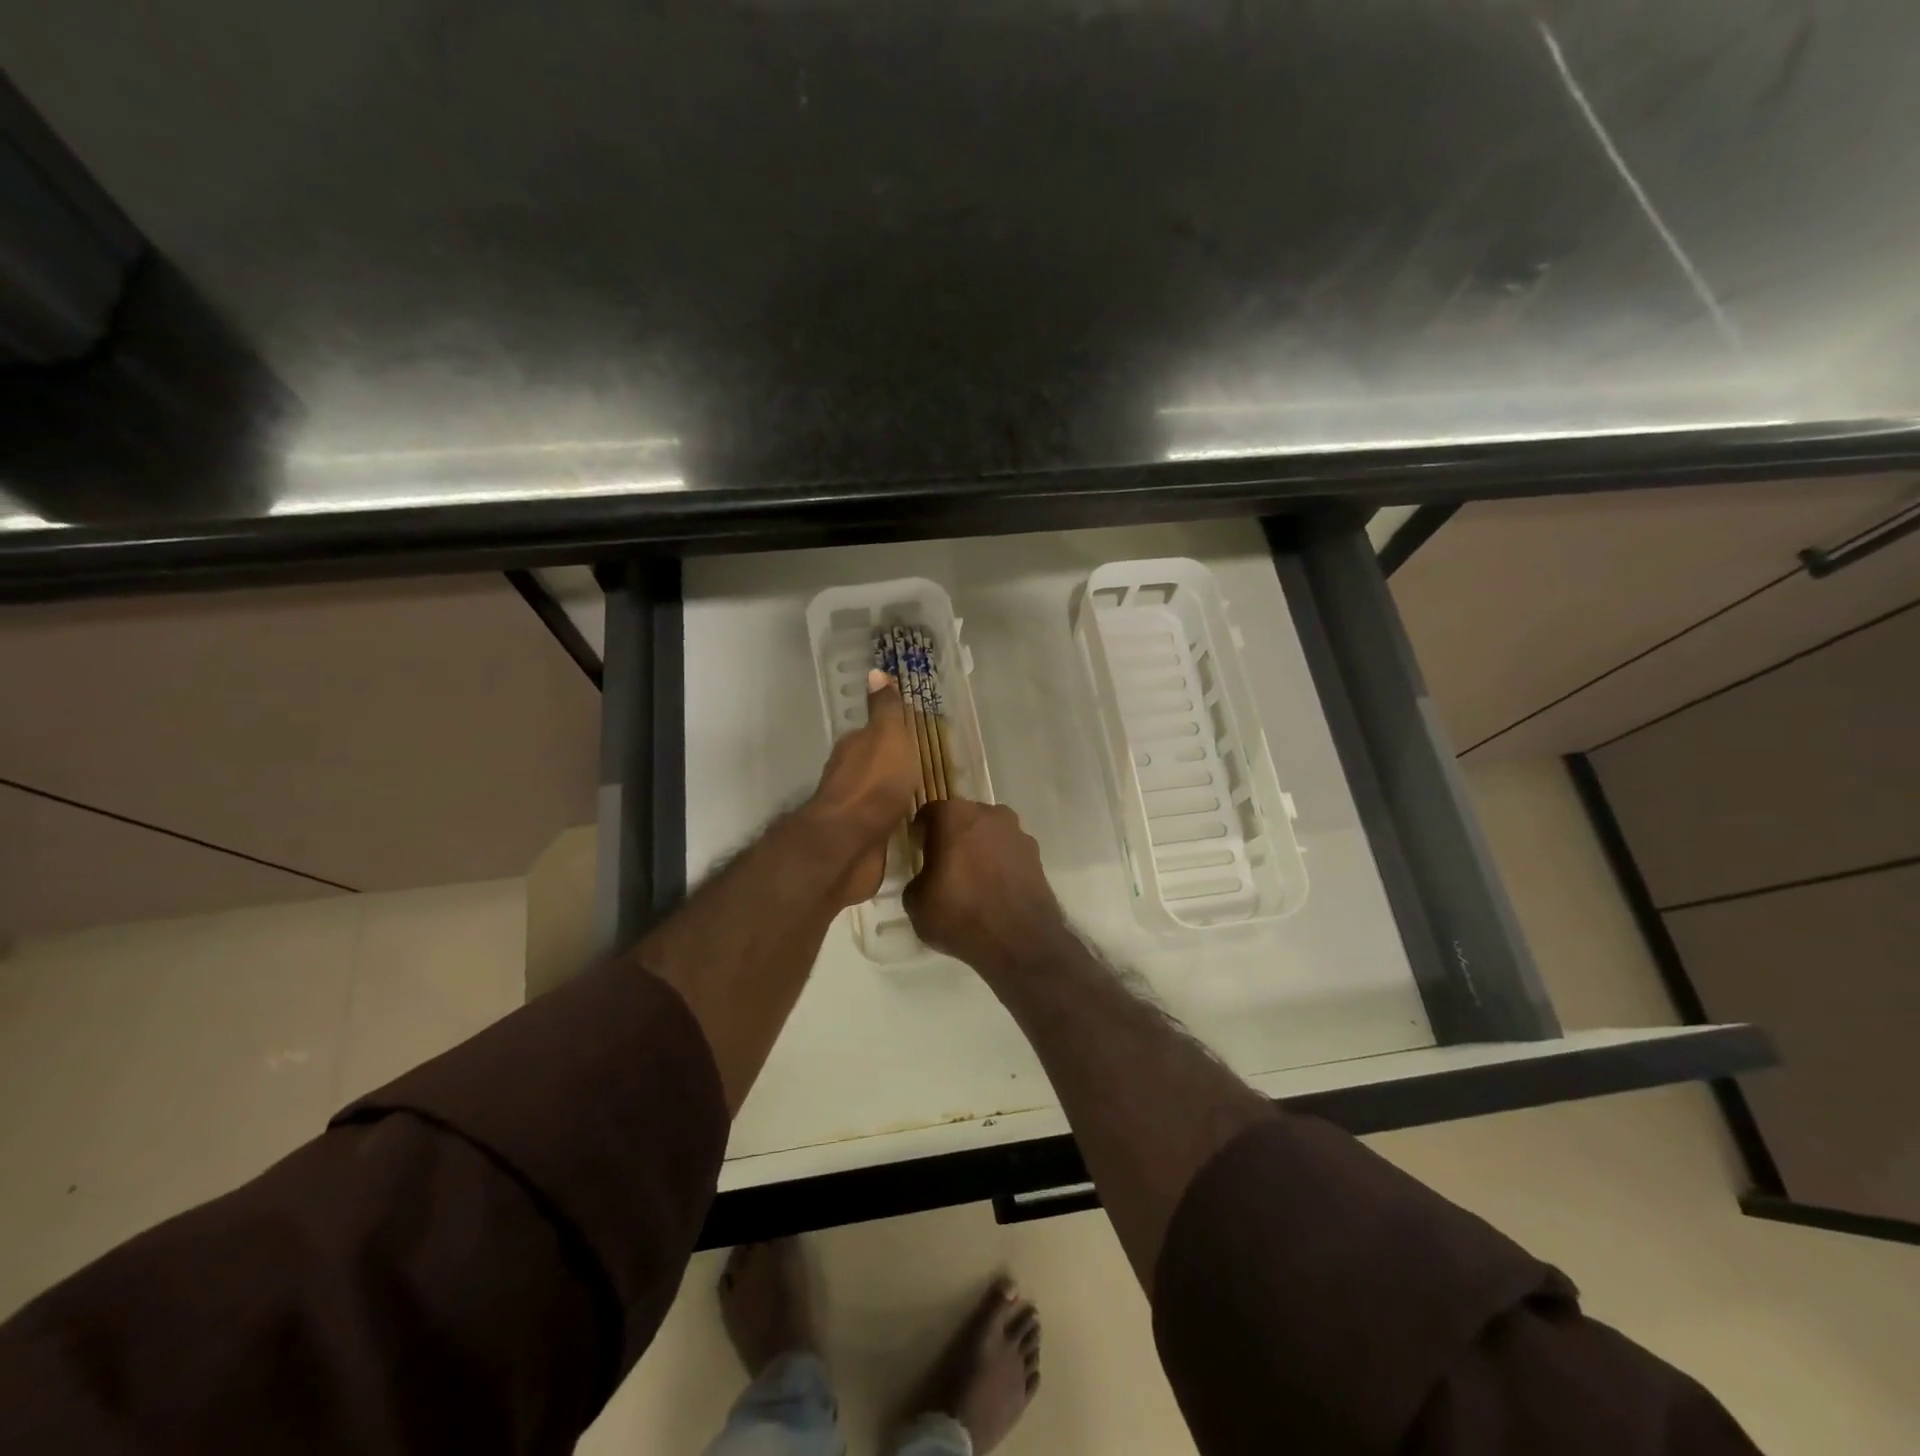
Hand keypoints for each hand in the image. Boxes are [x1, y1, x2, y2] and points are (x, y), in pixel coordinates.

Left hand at [808, 670, 921, 906]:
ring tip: (924, 797)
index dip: (892, 735)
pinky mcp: (862, 839)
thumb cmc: (874, 782)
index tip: (914, 739)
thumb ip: (884, 709)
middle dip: (895, 766)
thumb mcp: (887, 736)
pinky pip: (883, 824)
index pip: (873, 734)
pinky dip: (894, 821)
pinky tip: (912, 825)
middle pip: (875, 765)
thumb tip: (875, 671)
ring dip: (894, 795)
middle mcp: (849, 775)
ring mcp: (853, 809)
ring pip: (878, 796)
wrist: (849, 842)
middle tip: (926, 768)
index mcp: (854, 747)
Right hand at [903, 799, 1066, 975]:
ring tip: (972, 879)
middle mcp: (988, 813)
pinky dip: (1000, 864)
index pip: (928, 813)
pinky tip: (994, 889)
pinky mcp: (1036, 854)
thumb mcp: (916, 903)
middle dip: (952, 836)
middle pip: (962, 819)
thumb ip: (917, 880)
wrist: (1020, 940)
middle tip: (943, 865)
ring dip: (979, 848)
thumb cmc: (960, 914)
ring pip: (989, 833)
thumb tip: (928, 879)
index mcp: (953, 815)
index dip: (920, 832)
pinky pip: (1009, 852)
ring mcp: (1016, 832)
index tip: (918, 852)